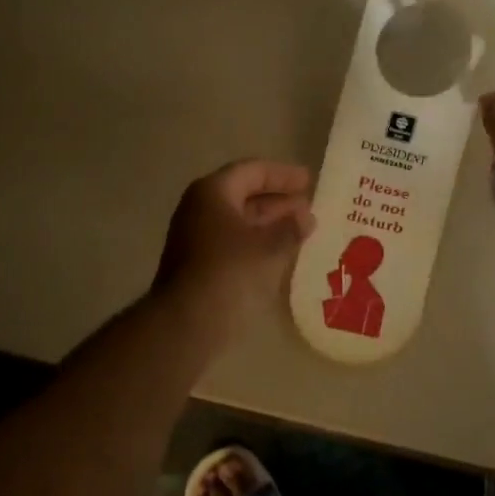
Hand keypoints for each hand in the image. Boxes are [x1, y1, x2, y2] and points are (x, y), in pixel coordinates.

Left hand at [153, 159, 315, 327]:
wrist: (185, 324)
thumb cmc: (229, 273)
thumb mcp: (268, 248)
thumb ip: (290, 228)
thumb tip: (305, 217)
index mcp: (212, 192)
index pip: (252, 171)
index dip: (283, 175)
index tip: (309, 181)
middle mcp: (200, 209)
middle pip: (244, 194)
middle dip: (278, 201)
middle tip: (308, 207)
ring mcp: (196, 238)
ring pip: (239, 221)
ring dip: (270, 224)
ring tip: (302, 230)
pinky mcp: (198, 264)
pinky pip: (234, 243)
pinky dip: (258, 243)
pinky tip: (281, 254)